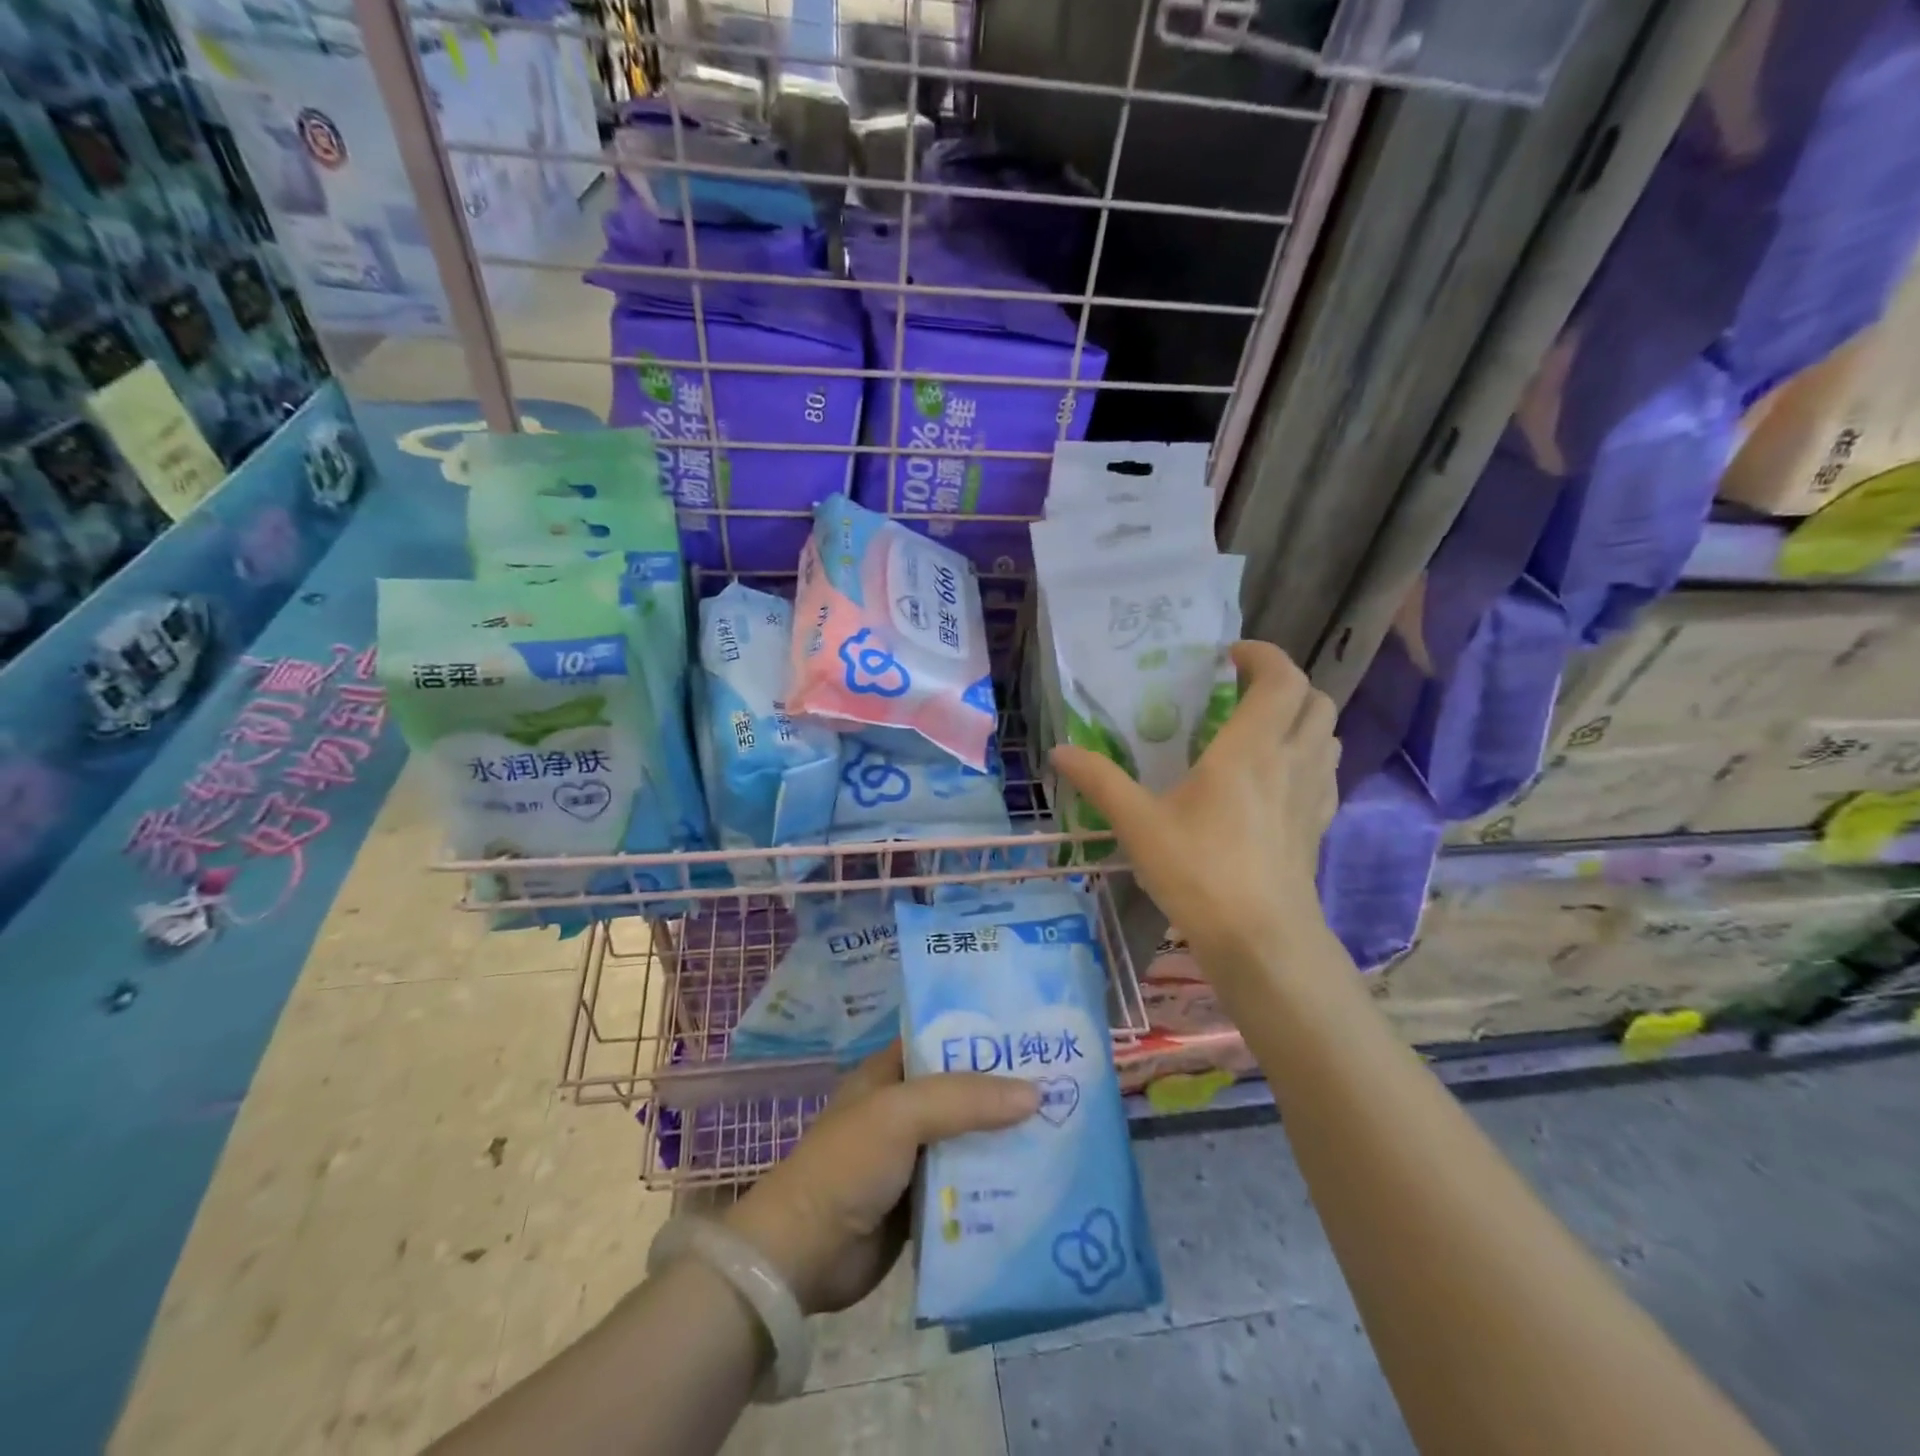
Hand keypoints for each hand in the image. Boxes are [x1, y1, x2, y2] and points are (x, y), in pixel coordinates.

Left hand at [723, 1043, 1037, 1314]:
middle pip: (963, 1093)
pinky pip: (967, 1187)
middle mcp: (903, 1111)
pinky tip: (1039, 1183)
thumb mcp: (902, 1113)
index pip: (943, 1041)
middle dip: (1005, 1093)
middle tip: (1064, 1087)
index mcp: (889, 1074)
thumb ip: (966, 1099)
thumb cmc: (848, 1164)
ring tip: (1064, 1131)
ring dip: (1006, 1140)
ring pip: (970, 1140)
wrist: (803, 1256)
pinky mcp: (921, 1205)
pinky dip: (995, 1185)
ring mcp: (912, 1159)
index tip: (1034, 1037)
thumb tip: (1035, 1093)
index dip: (984, 1037)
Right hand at [1051, 639, 1339, 980]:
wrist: (1261, 940)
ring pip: (1328, 734)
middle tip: (1243, 693)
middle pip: (1315, 699)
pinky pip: (1326, 771)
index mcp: (1250, 748)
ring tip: (1259, 732)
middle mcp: (1292, 760)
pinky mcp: (1319, 825)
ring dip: (1301, 719)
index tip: (1229, 657)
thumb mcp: (1138, 824)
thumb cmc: (1199, 872)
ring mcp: (1314, 794)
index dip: (1262, 655)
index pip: (1281, 678)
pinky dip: (1308, 757)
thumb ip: (1100, 781)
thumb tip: (1060, 750)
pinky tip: (1275, 781)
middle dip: (1285, 683)